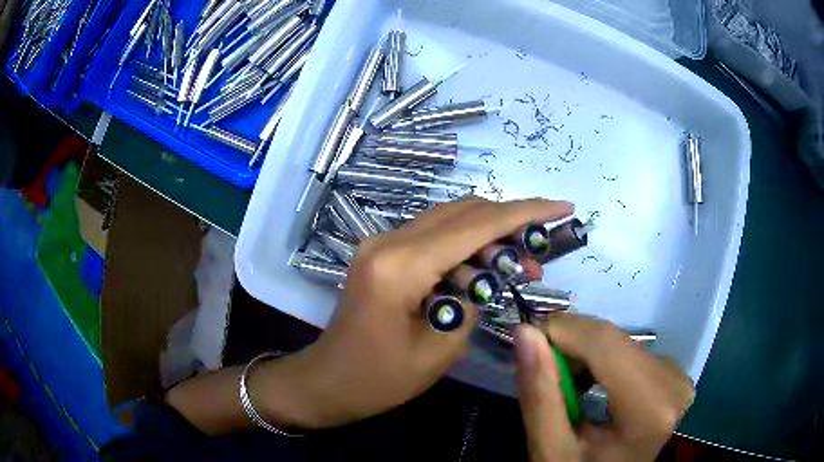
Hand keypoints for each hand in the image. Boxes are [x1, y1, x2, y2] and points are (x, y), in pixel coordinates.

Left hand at [257, 197, 572, 428]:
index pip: (477, 224)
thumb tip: (488, 274)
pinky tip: (483, 271)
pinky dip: (465, 246)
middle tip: (538, 254)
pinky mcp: (383, 253)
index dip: (526, 212)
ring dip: (489, 236)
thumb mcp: (440, 349)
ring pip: (450, 220)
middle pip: (464, 211)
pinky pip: (434, 236)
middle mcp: (389, 241)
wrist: (327, 381)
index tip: (562, 207)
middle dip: (510, 223)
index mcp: (401, 266)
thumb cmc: (379, 380)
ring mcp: (382, 243)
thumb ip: (472, 301)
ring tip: (519, 267)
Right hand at [513, 314, 694, 461]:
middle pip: (612, 341)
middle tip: (545, 377)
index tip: (527, 342)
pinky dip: (602, 361)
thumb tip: (526, 333)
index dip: (561, 331)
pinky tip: (590, 385)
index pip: (604, 343)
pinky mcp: (673, 374)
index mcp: (649, 408)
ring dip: (585, 356)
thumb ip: (540, 396)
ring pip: (619, 341)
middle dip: (571, 349)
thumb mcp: (550, 451)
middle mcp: (673, 383)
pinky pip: (630, 350)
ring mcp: (677, 377)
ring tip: (567, 388)